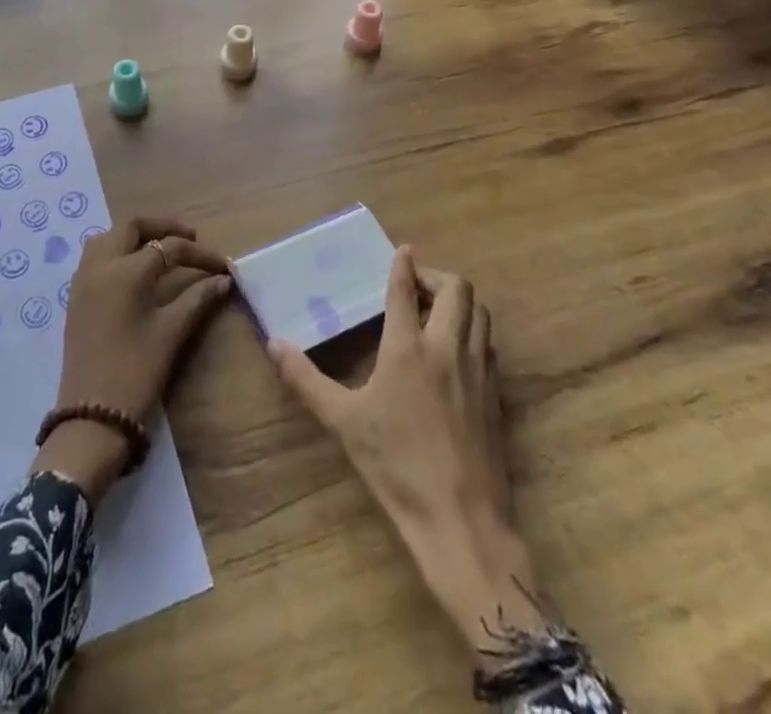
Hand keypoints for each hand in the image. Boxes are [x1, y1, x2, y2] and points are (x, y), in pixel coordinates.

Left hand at [31, 218, 231, 500]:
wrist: (91, 416)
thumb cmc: (135, 372)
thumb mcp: (171, 333)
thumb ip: (197, 299)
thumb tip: (223, 280)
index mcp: (125, 272)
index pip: (169, 248)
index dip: (199, 254)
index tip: (222, 266)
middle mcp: (100, 265)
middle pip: (132, 227)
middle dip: (162, 227)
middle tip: (189, 239)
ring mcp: (83, 280)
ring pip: (109, 237)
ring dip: (136, 236)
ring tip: (162, 249)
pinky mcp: (76, 297)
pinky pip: (96, 257)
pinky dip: (118, 251)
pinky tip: (136, 269)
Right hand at [268, 246, 545, 666]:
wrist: (462, 520)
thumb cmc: (396, 466)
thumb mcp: (342, 422)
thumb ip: (306, 380)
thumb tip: (274, 343)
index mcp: (407, 348)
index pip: (405, 290)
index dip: (403, 265)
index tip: (401, 250)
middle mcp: (447, 347)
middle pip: (456, 289)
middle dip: (436, 276)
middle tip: (416, 285)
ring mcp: (478, 370)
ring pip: (480, 313)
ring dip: (460, 301)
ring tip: (437, 311)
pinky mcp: (496, 394)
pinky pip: (488, 344)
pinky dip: (474, 331)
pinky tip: (457, 352)